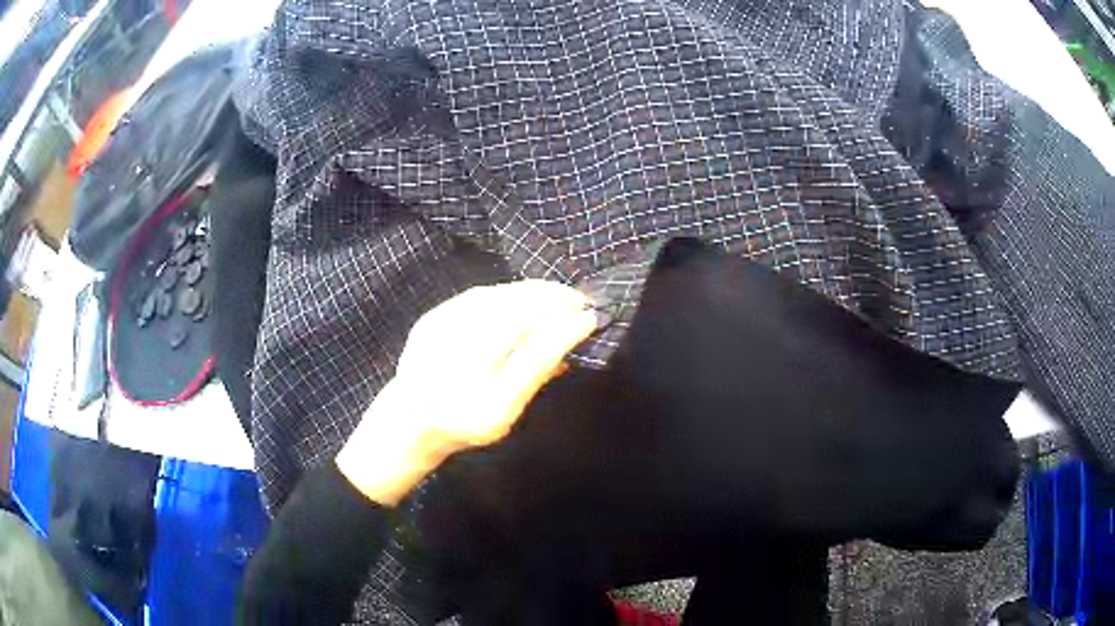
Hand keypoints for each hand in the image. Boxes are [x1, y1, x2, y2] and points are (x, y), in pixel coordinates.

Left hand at [336, 280, 597, 504]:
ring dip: (534, 292)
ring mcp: (439, 341)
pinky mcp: (430, 320)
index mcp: (484, 406)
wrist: (407, 418)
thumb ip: (535, 382)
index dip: (566, 333)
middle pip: (515, 321)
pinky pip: (478, 297)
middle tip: (581, 300)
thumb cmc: (462, 424)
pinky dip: (508, 292)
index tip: (591, 318)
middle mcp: (459, 371)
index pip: (533, 359)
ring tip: (559, 293)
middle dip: (554, 303)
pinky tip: (525, 294)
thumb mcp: (505, 418)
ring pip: (498, 301)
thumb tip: (570, 351)